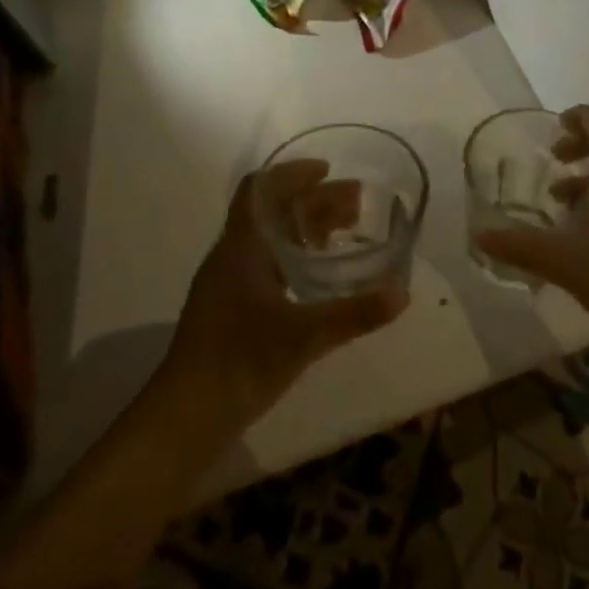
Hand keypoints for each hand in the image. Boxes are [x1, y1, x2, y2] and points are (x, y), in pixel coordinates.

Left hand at [163, 165, 409, 428]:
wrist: (186, 416)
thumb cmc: (240, 361)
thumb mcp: (304, 337)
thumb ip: (354, 314)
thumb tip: (402, 293)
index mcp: (242, 246)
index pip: (261, 189)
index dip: (293, 173)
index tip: (328, 171)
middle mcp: (233, 255)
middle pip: (274, 212)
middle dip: (315, 201)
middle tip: (358, 204)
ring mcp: (229, 283)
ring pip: (272, 238)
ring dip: (307, 228)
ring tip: (347, 231)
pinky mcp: (231, 308)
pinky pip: (268, 263)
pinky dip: (297, 256)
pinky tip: (322, 275)